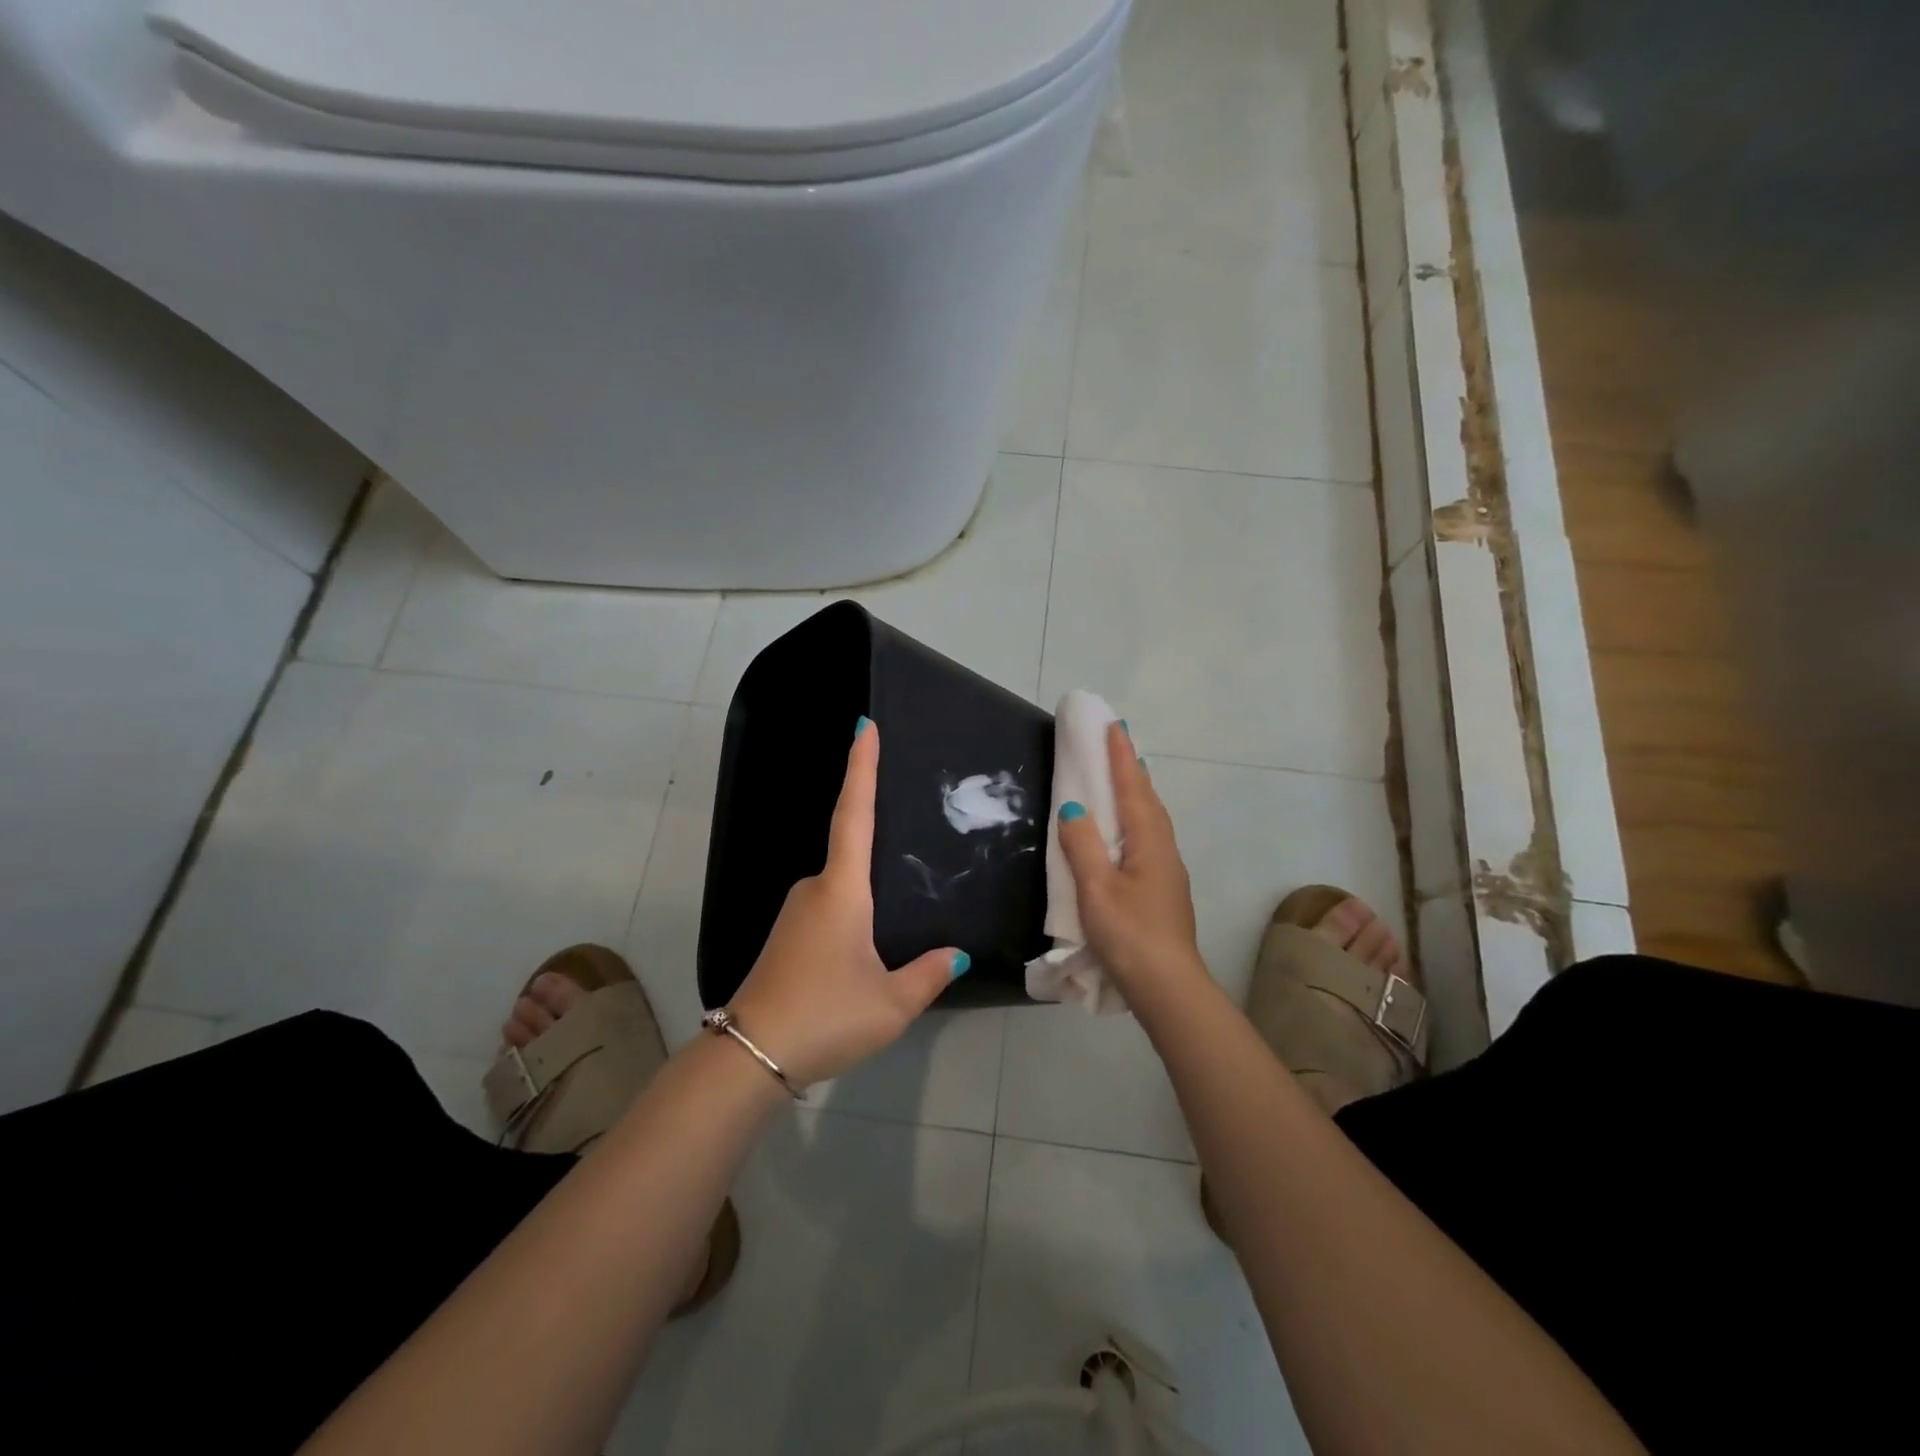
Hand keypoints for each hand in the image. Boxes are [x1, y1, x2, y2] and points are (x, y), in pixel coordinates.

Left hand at [727, 719, 965, 1086]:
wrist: (749, 1057)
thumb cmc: (825, 1016)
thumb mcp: (891, 1003)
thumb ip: (929, 974)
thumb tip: (956, 954)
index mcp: (841, 889)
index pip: (854, 813)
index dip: (861, 768)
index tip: (864, 727)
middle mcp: (814, 888)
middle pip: (851, 851)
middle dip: (879, 846)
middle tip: (917, 850)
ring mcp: (795, 912)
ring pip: (842, 888)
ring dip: (868, 895)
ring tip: (898, 923)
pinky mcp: (787, 937)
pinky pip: (830, 909)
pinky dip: (853, 915)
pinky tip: (868, 948)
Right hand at [1056, 723, 1207, 999]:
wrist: (1167, 986)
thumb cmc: (1129, 934)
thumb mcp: (1096, 889)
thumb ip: (1083, 846)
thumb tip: (1074, 809)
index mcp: (1148, 842)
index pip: (1133, 788)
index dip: (1122, 757)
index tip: (1114, 725)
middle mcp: (1163, 849)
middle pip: (1148, 799)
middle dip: (1132, 768)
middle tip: (1118, 742)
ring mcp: (1168, 870)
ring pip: (1152, 819)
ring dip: (1137, 792)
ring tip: (1124, 777)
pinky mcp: (1164, 889)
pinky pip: (1149, 837)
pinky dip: (1137, 818)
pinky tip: (1128, 829)